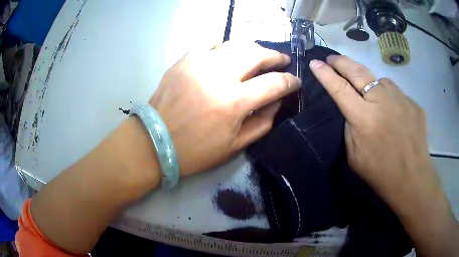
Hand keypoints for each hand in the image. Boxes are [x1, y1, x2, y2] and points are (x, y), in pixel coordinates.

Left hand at [150, 42, 300, 175]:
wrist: (154, 141)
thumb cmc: (195, 151)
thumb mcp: (234, 146)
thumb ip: (262, 122)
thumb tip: (277, 101)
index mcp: (234, 102)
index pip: (274, 83)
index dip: (290, 81)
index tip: (295, 81)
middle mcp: (219, 76)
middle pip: (256, 54)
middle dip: (275, 56)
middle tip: (281, 60)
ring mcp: (199, 64)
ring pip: (235, 45)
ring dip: (252, 49)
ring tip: (258, 56)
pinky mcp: (184, 60)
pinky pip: (211, 47)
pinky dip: (224, 50)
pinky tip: (227, 57)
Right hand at [309, 56, 458, 256]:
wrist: (412, 179)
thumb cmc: (380, 173)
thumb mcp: (354, 155)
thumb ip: (350, 127)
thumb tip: (352, 109)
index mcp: (364, 118)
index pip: (339, 88)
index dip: (325, 74)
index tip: (315, 63)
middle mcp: (382, 101)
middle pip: (357, 71)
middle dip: (341, 62)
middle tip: (332, 58)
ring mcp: (401, 99)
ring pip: (380, 80)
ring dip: (370, 82)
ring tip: (370, 93)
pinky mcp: (413, 103)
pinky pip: (396, 93)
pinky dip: (390, 97)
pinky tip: (393, 112)